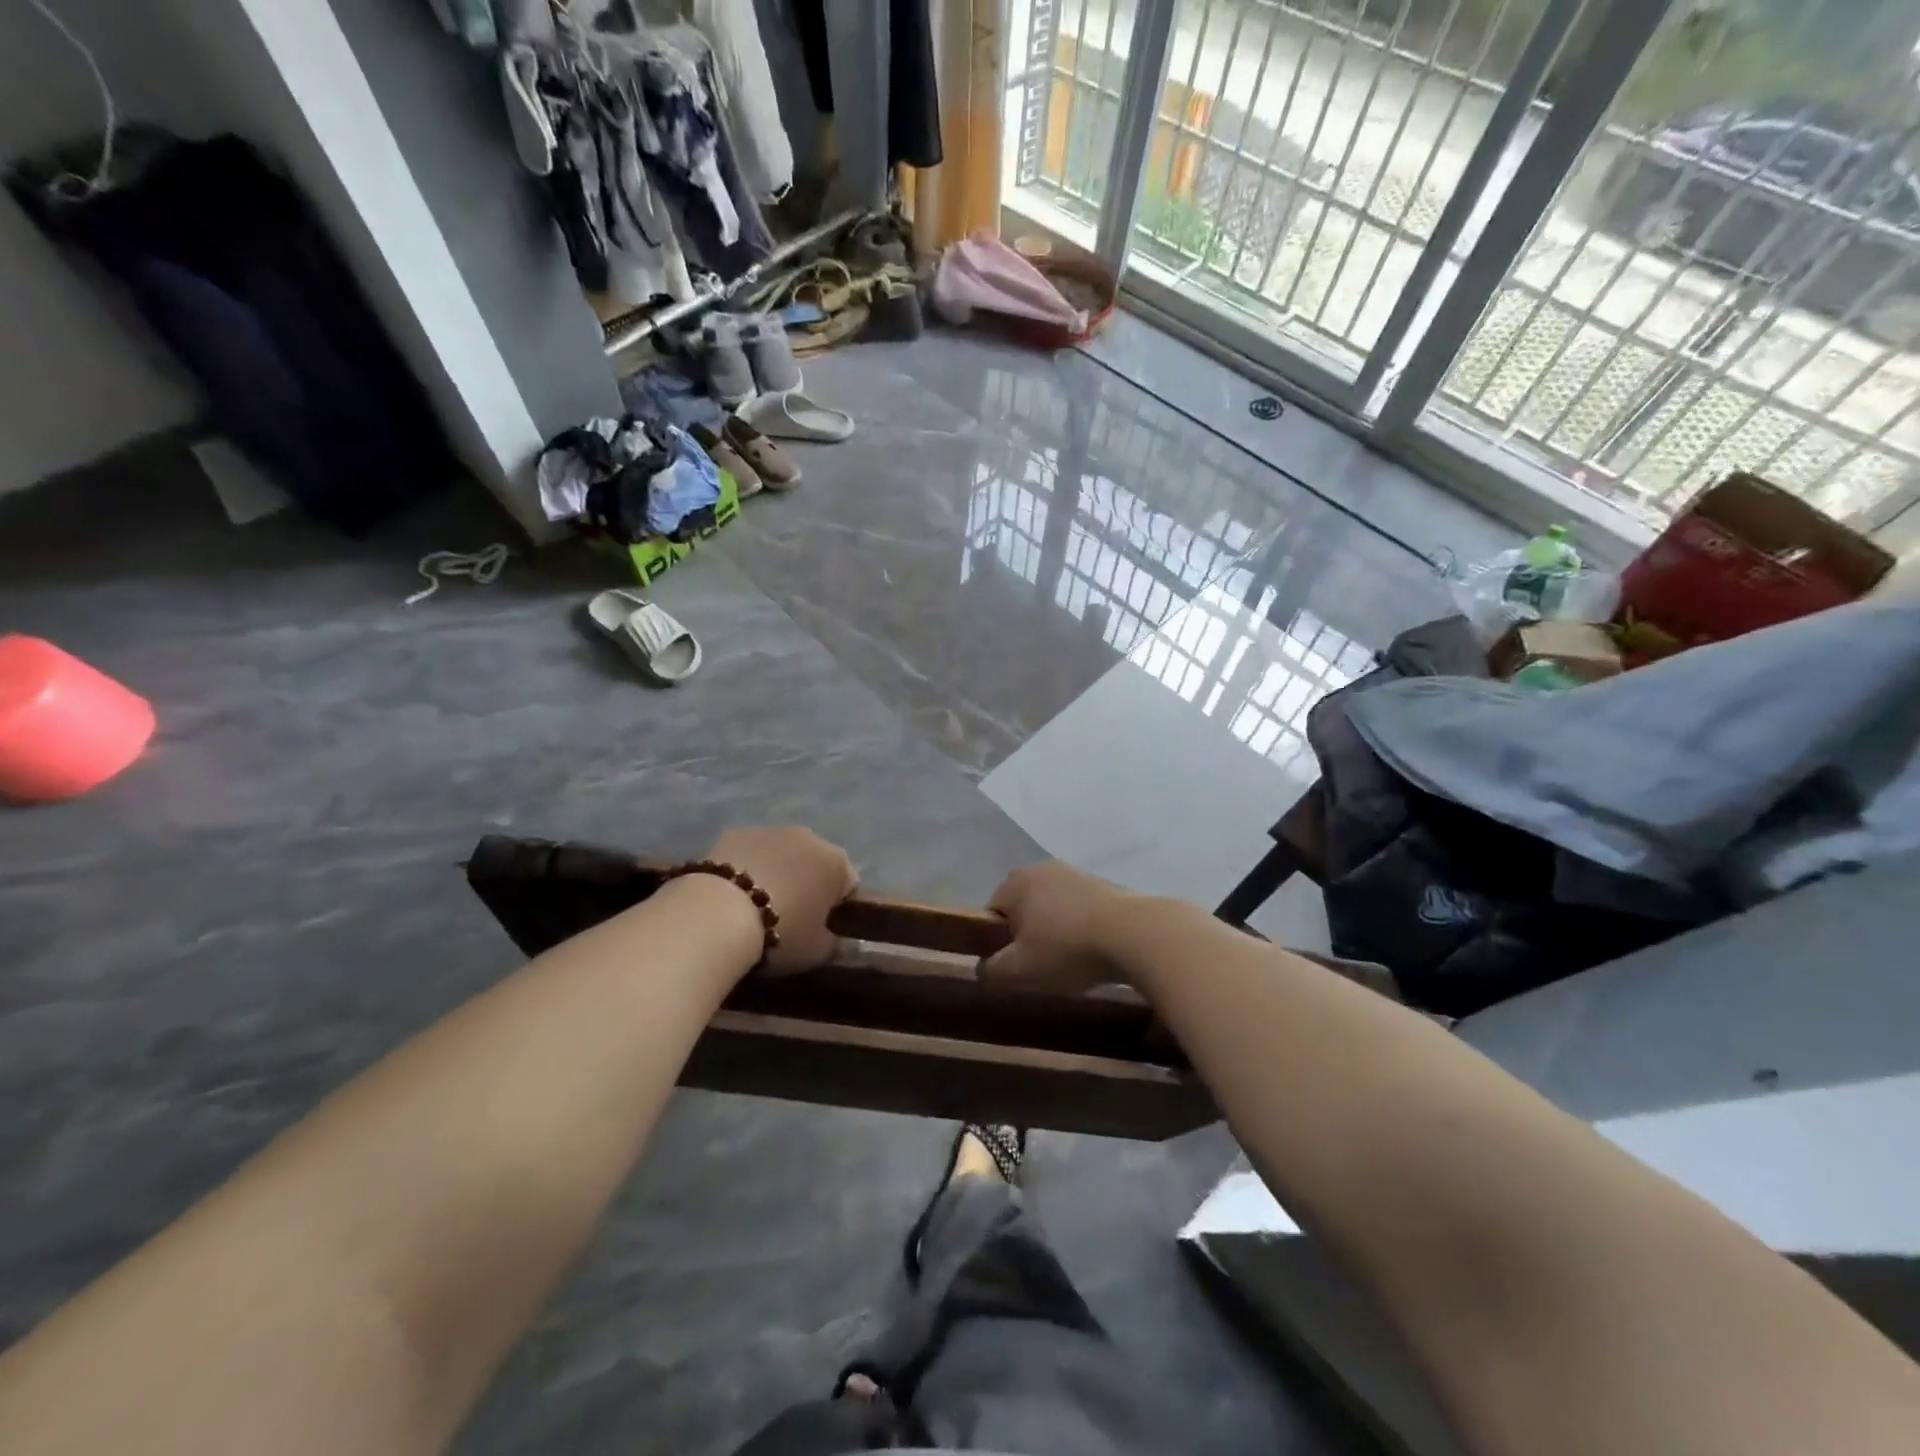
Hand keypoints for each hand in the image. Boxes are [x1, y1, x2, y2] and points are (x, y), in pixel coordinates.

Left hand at [705, 826, 857, 973]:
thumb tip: (834, 937)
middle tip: (788, 918)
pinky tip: (730, 895)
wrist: (718, 915)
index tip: (820, 929)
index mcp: (837, 862)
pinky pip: (749, 853)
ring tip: (754, 907)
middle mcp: (809, 836)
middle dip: (806, 884)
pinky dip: (745, 868)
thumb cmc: (781, 933)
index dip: (836, 909)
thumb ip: (834, 942)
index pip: (848, 885)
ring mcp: (769, 830)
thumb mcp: (818, 952)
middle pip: (814, 863)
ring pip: (780, 854)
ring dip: (775, 873)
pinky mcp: (734, 832)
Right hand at [977, 861, 1137, 992]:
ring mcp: (1076, 873)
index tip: (1014, 966)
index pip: (991, 913)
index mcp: (1015, 882)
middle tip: (1040, 967)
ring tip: (1071, 962)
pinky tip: (1094, 951)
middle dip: (1028, 936)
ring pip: (1053, 908)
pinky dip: (1081, 928)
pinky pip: (1080, 910)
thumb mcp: (1019, 971)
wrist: (1135, 935)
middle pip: (1023, 908)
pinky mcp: (1105, 884)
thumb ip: (991, 970)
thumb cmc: (1066, 950)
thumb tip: (983, 968)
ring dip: (1056, 932)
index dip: (997, 943)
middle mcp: (1042, 869)